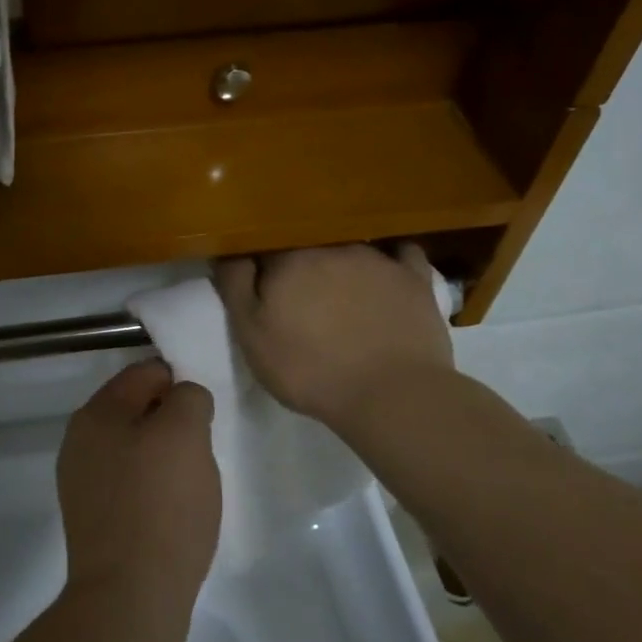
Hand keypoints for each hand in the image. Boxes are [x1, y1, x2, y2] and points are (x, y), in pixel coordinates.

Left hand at [58, 361, 219, 609]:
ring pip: (134, 448)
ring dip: (164, 455)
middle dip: (172, 420)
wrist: (129, 599)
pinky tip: (174, 509)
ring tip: (192, 480)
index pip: (144, 373)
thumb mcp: (185, 434)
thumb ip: (188, 398)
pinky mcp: (94, 519)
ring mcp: (82, 483)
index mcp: (96, 414)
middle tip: (203, 445)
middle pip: (136, 410)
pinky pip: (130, 484)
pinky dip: (154, 487)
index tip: (206, 409)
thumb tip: (183, 399)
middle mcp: (80, 442)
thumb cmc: (160, 506)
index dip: (180, 382)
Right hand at [215, 245, 454, 431]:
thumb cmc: (308, 369)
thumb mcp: (251, 335)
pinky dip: (392, 261)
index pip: (264, 248)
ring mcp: (377, 258)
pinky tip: (388, 274)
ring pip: (349, 248)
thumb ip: (235, 286)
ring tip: (342, 296)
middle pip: (307, 246)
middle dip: (300, 266)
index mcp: (288, 259)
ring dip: (340, 265)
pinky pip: (401, 254)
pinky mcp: (414, 277)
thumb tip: (228, 250)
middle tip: (300, 299)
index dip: (260, 268)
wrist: (390, 395)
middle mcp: (331, 246)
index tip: (260, 288)